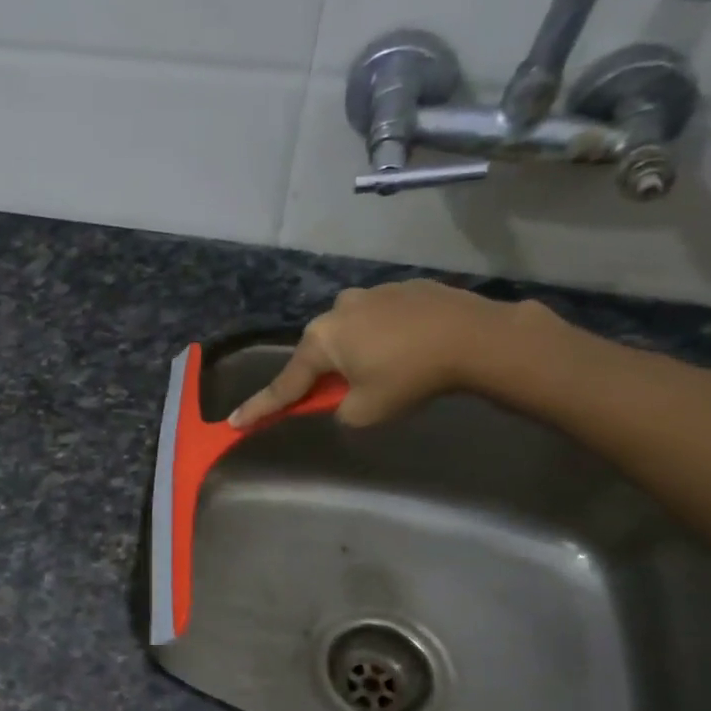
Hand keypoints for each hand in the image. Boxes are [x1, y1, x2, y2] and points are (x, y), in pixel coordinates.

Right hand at [229, 279, 543, 430]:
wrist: (475, 337)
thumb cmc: (410, 377)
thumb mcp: (366, 411)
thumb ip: (339, 410)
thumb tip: (342, 400)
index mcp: (321, 340)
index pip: (285, 384)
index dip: (261, 408)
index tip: (235, 422)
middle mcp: (337, 309)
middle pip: (319, 352)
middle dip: (325, 373)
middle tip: (344, 393)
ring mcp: (371, 293)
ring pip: (351, 331)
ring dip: (358, 351)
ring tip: (390, 368)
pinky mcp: (403, 287)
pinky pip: (381, 318)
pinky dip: (386, 336)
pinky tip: (412, 348)